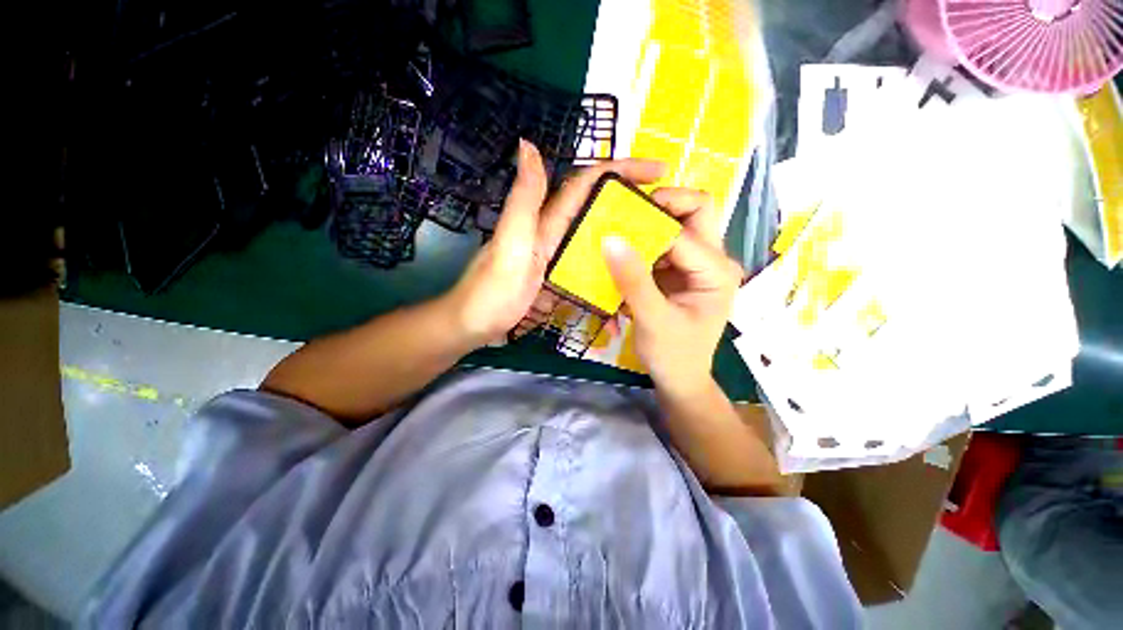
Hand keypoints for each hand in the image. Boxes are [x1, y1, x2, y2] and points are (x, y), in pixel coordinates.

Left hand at [445, 140, 665, 347]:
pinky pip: (586, 271)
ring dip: (621, 239)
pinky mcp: (556, 281)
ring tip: (655, 247)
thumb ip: (524, 200)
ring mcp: (555, 259)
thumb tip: (529, 144)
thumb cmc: (492, 290)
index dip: (620, 170)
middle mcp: (553, 235)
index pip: (587, 184)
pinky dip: (604, 272)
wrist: (474, 326)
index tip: (657, 171)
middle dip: (629, 204)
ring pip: (594, 241)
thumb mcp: (510, 243)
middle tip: (665, 213)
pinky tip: (622, 282)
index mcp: (545, 222)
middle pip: (595, 210)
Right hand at [602, 189, 743, 393]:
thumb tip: (611, 239)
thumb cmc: (673, 354)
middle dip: (662, 205)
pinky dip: (645, 242)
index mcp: (716, 271)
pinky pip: (664, 243)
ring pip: (679, 223)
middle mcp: (714, 260)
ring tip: (621, 231)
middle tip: (627, 212)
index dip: (648, 224)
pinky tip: (626, 253)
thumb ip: (633, 280)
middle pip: (696, 211)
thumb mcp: (652, 319)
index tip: (615, 222)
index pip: (681, 233)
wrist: (680, 378)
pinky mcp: (681, 271)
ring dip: (651, 222)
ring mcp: (698, 264)